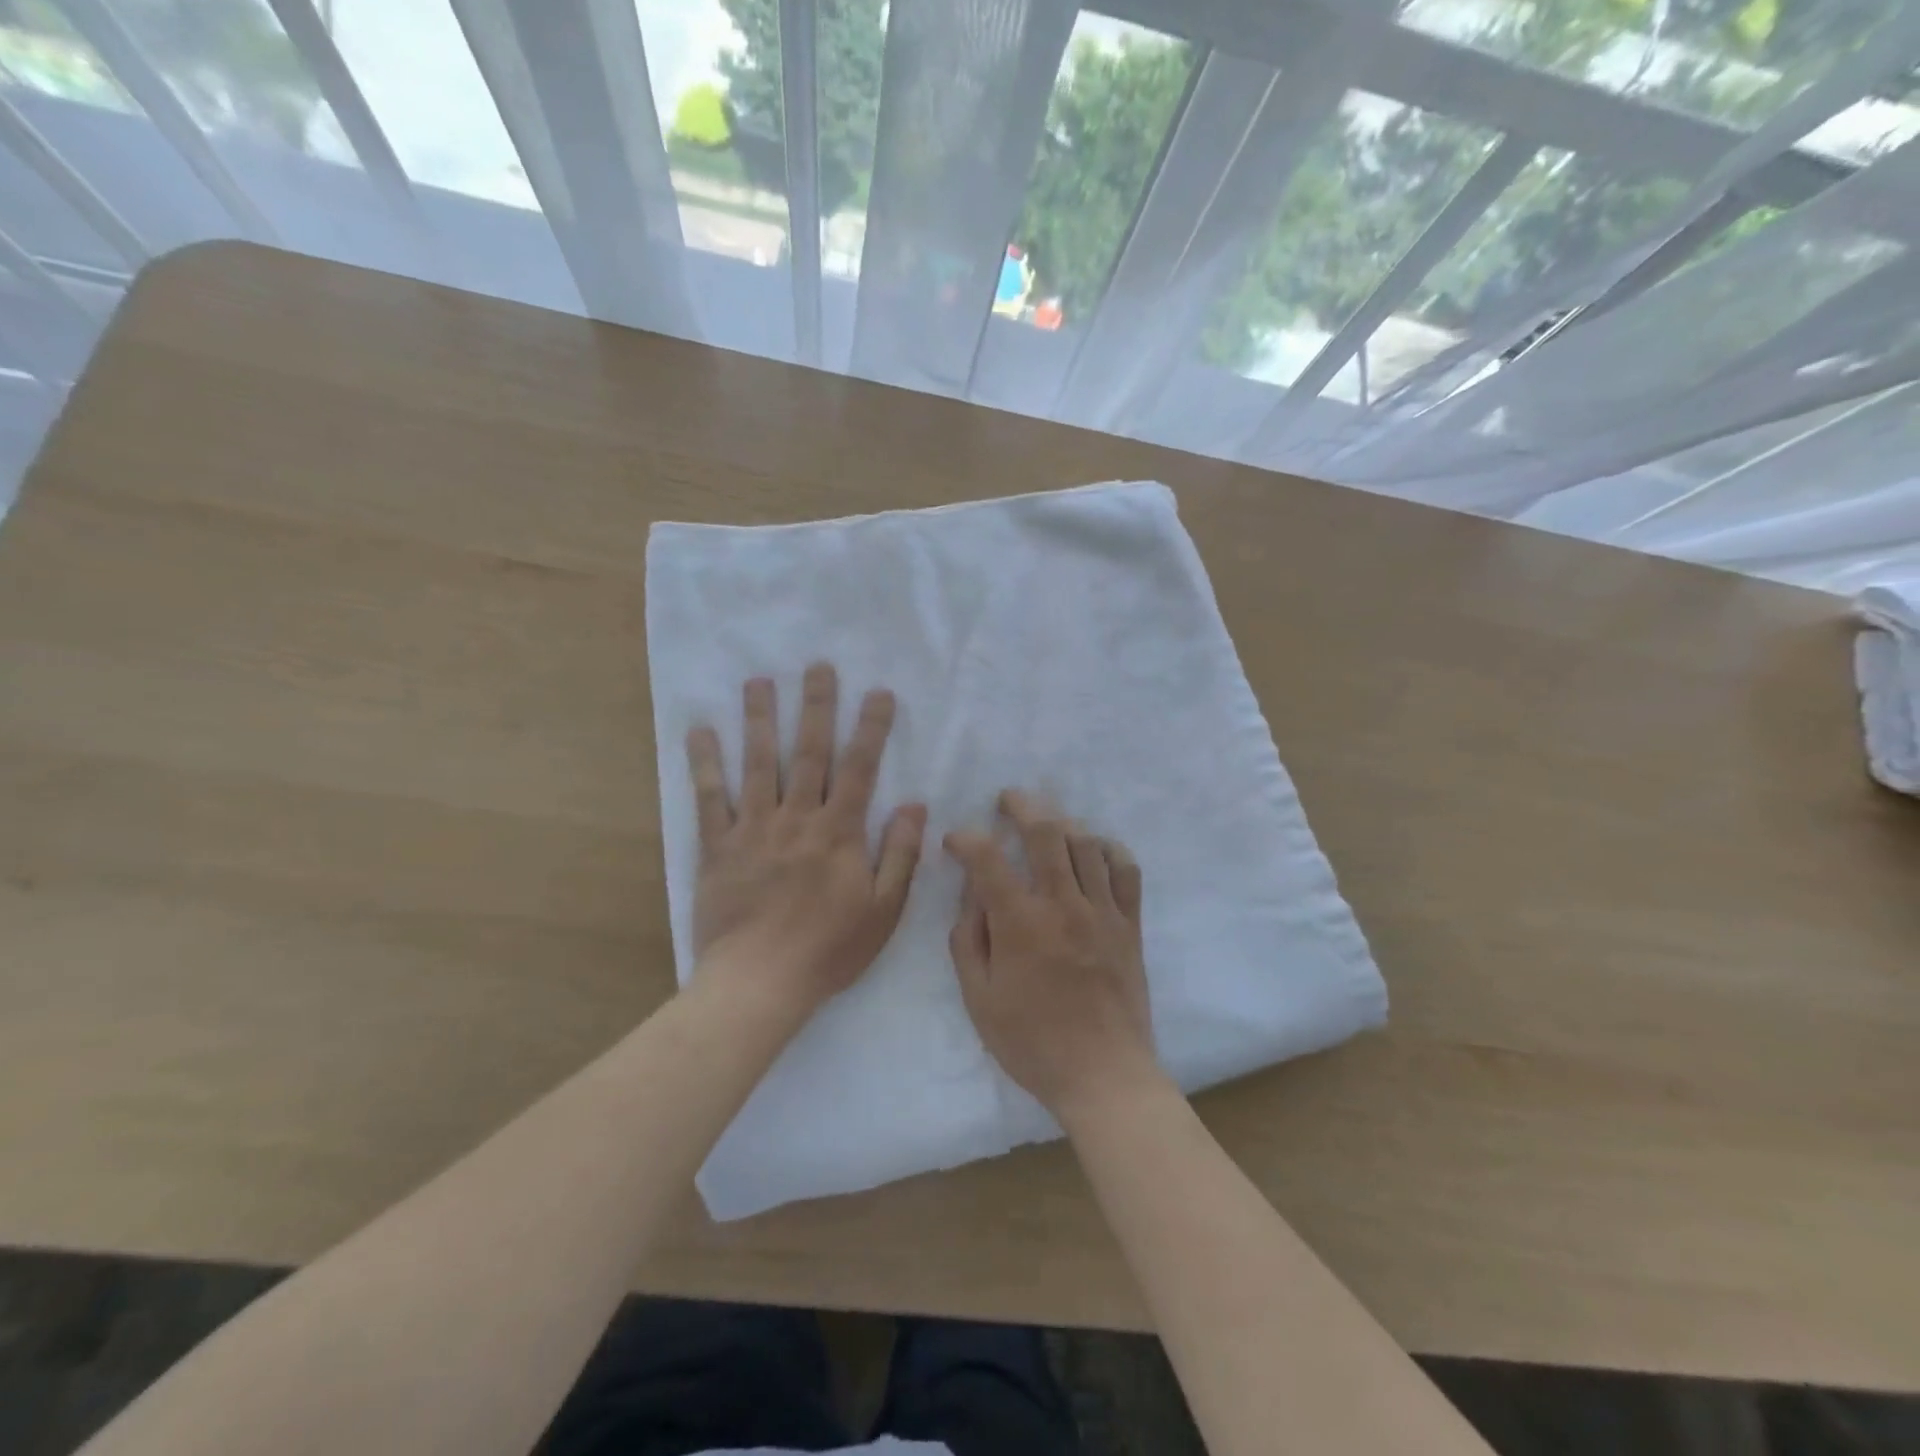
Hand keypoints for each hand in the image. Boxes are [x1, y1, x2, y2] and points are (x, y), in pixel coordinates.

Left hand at [686, 663, 925, 1014]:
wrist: (759, 983)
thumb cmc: (829, 949)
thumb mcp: (884, 910)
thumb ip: (900, 854)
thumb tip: (915, 804)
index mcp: (839, 832)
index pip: (859, 768)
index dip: (871, 727)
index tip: (878, 692)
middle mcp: (797, 818)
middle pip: (808, 752)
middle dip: (816, 706)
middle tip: (817, 666)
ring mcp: (753, 828)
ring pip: (758, 763)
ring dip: (760, 718)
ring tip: (759, 680)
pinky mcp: (717, 846)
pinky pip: (709, 797)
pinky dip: (704, 762)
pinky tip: (700, 730)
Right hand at [945, 791, 1162, 1121]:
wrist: (1104, 1075)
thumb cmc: (1032, 1043)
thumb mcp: (980, 1000)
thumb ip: (968, 941)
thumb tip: (970, 897)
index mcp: (1021, 924)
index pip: (988, 859)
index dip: (966, 839)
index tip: (956, 841)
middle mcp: (1063, 904)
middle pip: (1045, 832)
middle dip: (1022, 805)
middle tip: (1007, 799)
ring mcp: (1102, 911)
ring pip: (1086, 843)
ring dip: (1062, 821)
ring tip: (1046, 821)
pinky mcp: (1129, 924)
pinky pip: (1125, 870)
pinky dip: (1109, 849)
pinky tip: (1095, 848)